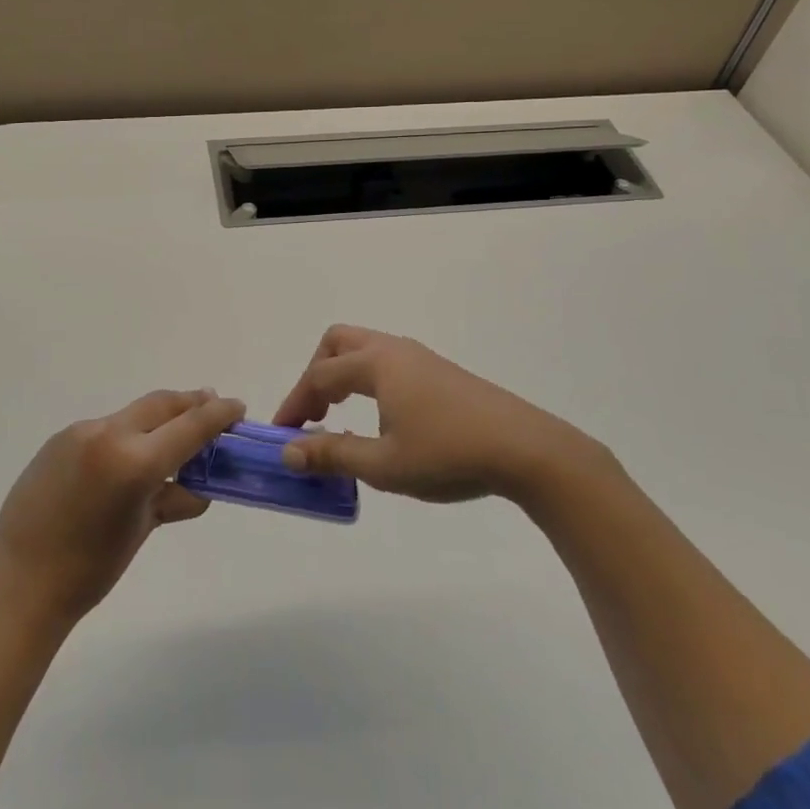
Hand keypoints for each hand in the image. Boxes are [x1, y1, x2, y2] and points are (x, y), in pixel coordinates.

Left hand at [0, 389, 244, 627]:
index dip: (219, 414)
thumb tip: (198, 489)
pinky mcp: (59, 439)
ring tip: (171, 437)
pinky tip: (125, 458)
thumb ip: (173, 498)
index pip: (190, 426)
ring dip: (157, 420)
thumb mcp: (142, 529)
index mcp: (134, 460)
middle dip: (190, 404)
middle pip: (161, 404)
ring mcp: (80, 433)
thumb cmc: (90, 568)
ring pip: (132, 415)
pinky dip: (125, 435)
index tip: (237, 407)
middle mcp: (108, 434)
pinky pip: (104, 429)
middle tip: (211, 408)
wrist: (20, 583)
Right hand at [274, 325, 602, 507]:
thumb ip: (333, 455)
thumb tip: (289, 452)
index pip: (319, 377)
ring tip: (341, 420)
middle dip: (316, 375)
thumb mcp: (384, 465)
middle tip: (314, 416)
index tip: (282, 437)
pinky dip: (367, 382)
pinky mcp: (441, 373)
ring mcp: (421, 358)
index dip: (295, 405)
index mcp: (377, 364)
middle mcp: (395, 350)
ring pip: (365, 351)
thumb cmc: (449, 454)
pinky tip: (382, 420)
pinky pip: (388, 364)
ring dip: (342, 377)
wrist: (527, 449)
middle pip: (338, 343)